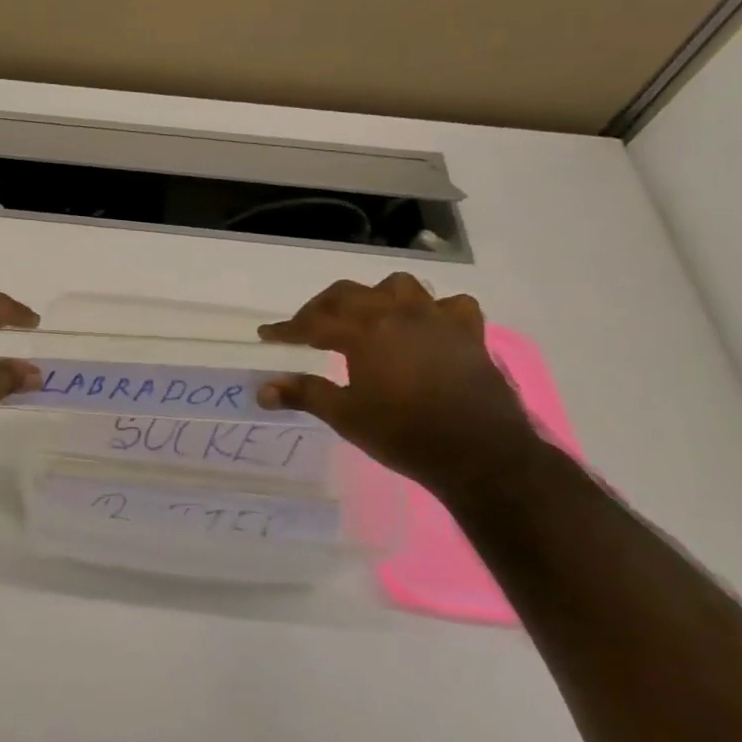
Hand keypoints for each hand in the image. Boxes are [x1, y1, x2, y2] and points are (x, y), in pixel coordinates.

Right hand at [256, 272, 541, 495]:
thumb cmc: (403, 434)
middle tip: (308, 327)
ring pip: (399, 287)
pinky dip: (433, 310)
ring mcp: (437, 319)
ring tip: (366, 317)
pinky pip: (450, 305)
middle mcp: (398, 314)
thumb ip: (304, 394)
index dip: (287, 329)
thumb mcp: (345, 415)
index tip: (267, 335)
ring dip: (376, 296)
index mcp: (364, 331)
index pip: (313, 322)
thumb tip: (262, 390)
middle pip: (349, 294)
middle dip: (322, 307)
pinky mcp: (469, 333)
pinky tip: (426, 326)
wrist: (479, 453)